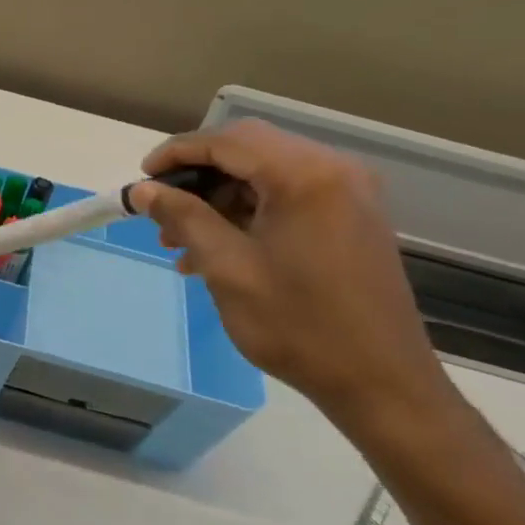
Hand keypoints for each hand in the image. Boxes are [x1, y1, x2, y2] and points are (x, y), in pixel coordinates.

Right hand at [128, 121, 453, 435]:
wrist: (383, 384)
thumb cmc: (299, 326)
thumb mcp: (228, 269)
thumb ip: (183, 217)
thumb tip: (142, 190)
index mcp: (305, 175)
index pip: (226, 141)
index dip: (176, 153)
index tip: (141, 180)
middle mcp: (333, 169)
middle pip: (247, 149)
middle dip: (197, 175)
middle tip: (160, 210)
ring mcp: (348, 192)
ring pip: (264, 172)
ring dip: (219, 196)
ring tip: (180, 238)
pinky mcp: (351, 215)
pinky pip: (287, 194)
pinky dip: (247, 211)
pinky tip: (217, 248)